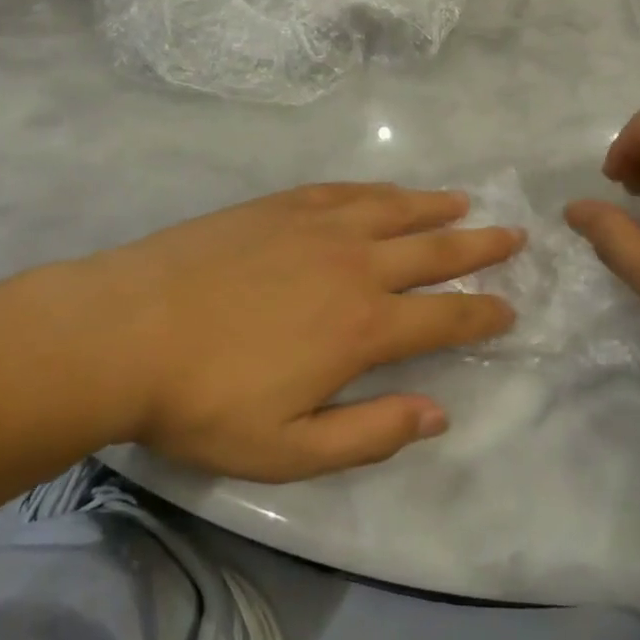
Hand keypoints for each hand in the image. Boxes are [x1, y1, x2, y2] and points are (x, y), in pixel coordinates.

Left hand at [18, 185, 520, 482]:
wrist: (126, 330)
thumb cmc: (205, 400)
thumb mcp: (289, 448)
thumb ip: (371, 432)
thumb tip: (439, 414)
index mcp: (364, 325)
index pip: (445, 315)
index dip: (483, 313)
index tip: (509, 308)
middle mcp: (357, 264)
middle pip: (435, 249)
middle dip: (480, 246)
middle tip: (513, 236)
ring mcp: (321, 226)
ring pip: (397, 209)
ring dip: (437, 207)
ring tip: (466, 202)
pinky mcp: (285, 204)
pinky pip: (349, 190)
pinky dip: (380, 191)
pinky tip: (391, 191)